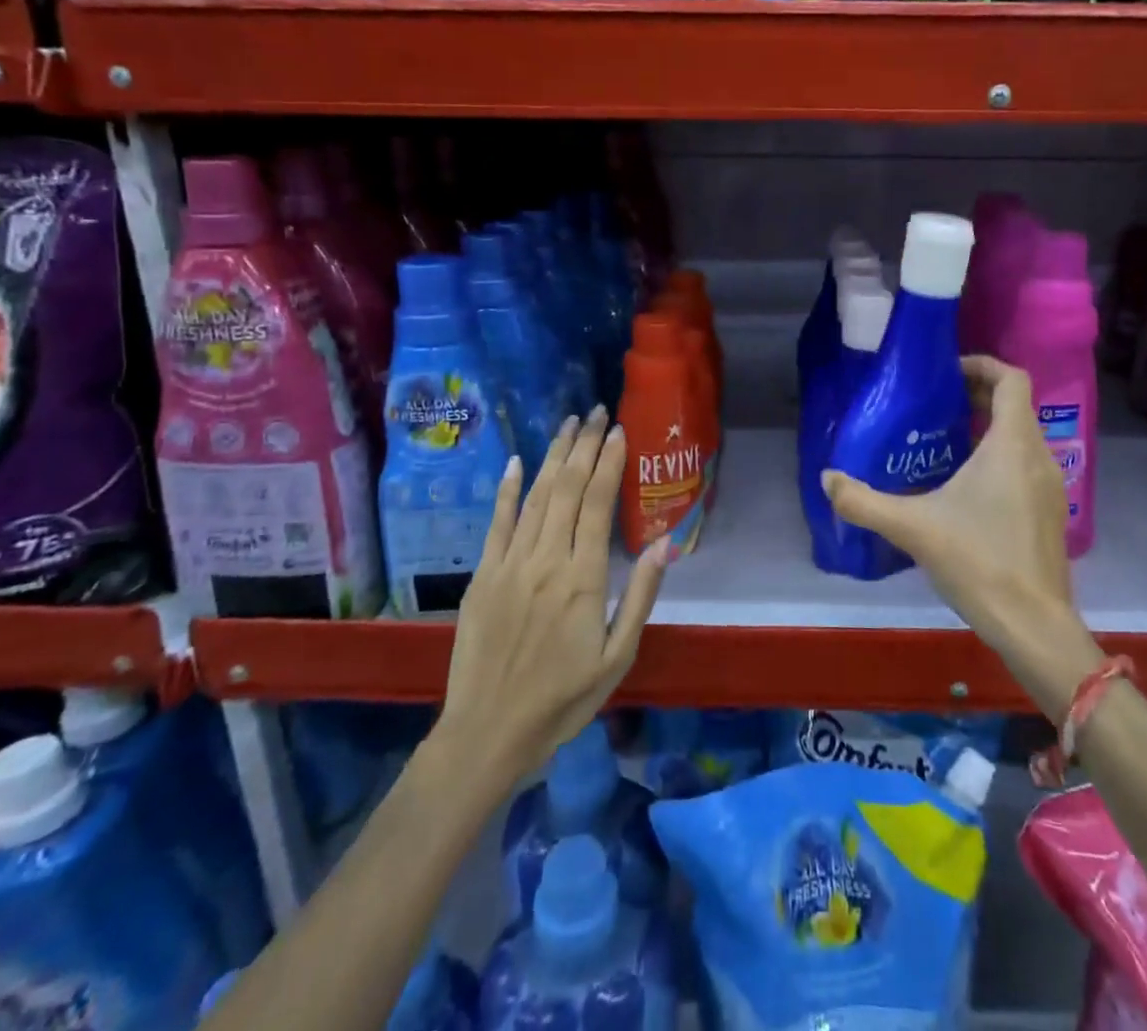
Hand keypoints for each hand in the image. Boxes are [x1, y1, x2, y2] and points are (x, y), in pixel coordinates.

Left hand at [435, 408, 667, 783]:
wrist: (488, 733)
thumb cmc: (563, 699)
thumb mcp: (617, 657)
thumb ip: (640, 597)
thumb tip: (664, 545)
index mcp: (582, 578)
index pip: (597, 504)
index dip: (608, 463)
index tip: (618, 432)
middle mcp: (545, 560)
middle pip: (566, 489)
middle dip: (583, 446)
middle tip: (597, 412)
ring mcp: (509, 565)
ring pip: (534, 497)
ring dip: (552, 456)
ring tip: (568, 424)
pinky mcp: (482, 576)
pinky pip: (496, 523)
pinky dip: (506, 490)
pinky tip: (514, 461)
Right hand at [822, 356, 1102, 717]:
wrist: (1033, 624)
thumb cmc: (978, 562)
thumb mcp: (913, 527)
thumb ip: (864, 501)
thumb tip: (827, 478)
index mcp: (1012, 444)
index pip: (1012, 379)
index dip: (982, 365)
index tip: (946, 372)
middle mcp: (1038, 456)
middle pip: (1015, 405)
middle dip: (977, 395)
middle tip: (935, 403)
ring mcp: (1050, 485)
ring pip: (1021, 436)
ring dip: (988, 427)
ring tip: (944, 440)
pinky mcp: (1050, 511)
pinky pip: (1025, 464)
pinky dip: (998, 456)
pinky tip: (965, 486)